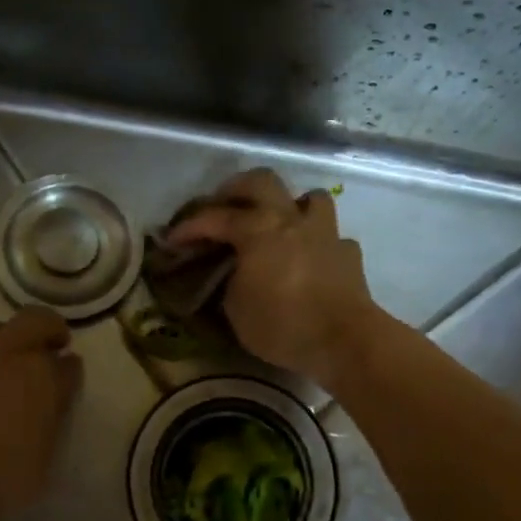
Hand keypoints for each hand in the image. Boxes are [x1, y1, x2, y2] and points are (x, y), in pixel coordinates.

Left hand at [0, 308, 83, 520]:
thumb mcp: (40, 463)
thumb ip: (46, 426)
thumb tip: (44, 410)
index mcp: (43, 380)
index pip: (68, 365)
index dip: (69, 369)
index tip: (67, 376)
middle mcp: (7, 354)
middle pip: (37, 320)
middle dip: (46, 328)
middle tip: (45, 346)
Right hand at [164, 169, 380, 382]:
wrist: (345, 340)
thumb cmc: (283, 325)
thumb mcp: (237, 310)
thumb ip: (230, 282)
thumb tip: (234, 274)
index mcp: (258, 229)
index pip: (215, 217)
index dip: (189, 227)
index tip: (171, 239)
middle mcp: (291, 219)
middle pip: (262, 181)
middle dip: (237, 189)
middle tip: (222, 206)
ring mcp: (325, 232)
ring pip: (310, 197)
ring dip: (290, 205)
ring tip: (278, 224)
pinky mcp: (348, 254)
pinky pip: (331, 236)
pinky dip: (317, 241)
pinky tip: (311, 258)